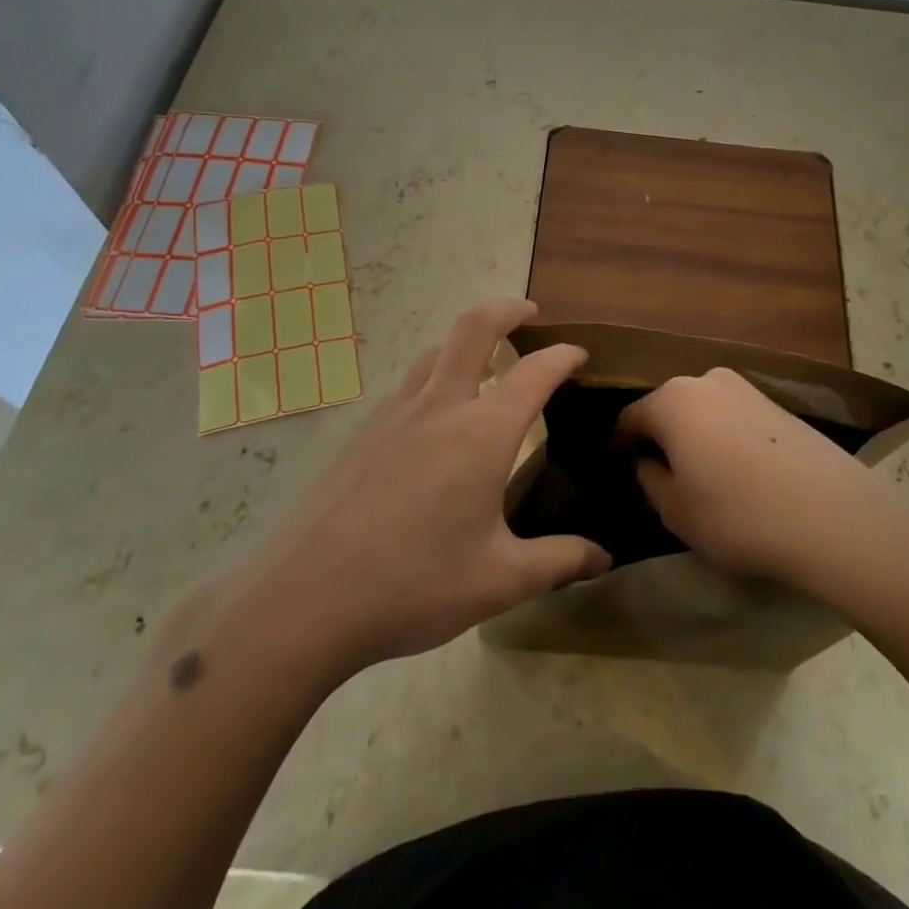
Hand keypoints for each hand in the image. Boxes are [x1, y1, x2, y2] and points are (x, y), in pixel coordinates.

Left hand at [205, 301, 609, 683]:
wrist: (304, 599)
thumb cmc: (414, 585)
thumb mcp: (499, 581)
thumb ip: (558, 562)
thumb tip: (603, 558)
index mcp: (482, 432)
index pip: (534, 372)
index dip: (562, 355)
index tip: (579, 353)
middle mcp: (439, 406)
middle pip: (473, 328)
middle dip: (507, 309)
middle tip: (529, 314)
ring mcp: (394, 415)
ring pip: (434, 352)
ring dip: (465, 342)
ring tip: (483, 362)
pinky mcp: (362, 433)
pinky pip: (407, 385)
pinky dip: (433, 376)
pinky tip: (432, 418)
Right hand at [617, 367, 875, 585]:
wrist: (831, 515)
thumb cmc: (737, 514)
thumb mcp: (676, 511)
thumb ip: (650, 480)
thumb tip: (647, 462)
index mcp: (671, 400)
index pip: (630, 418)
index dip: (619, 446)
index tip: (617, 470)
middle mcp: (705, 380)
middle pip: (669, 408)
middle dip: (660, 437)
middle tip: (660, 475)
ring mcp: (746, 387)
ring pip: (704, 410)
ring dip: (695, 436)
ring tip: (701, 475)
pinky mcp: (778, 403)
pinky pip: (735, 417)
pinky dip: (726, 437)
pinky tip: (739, 471)